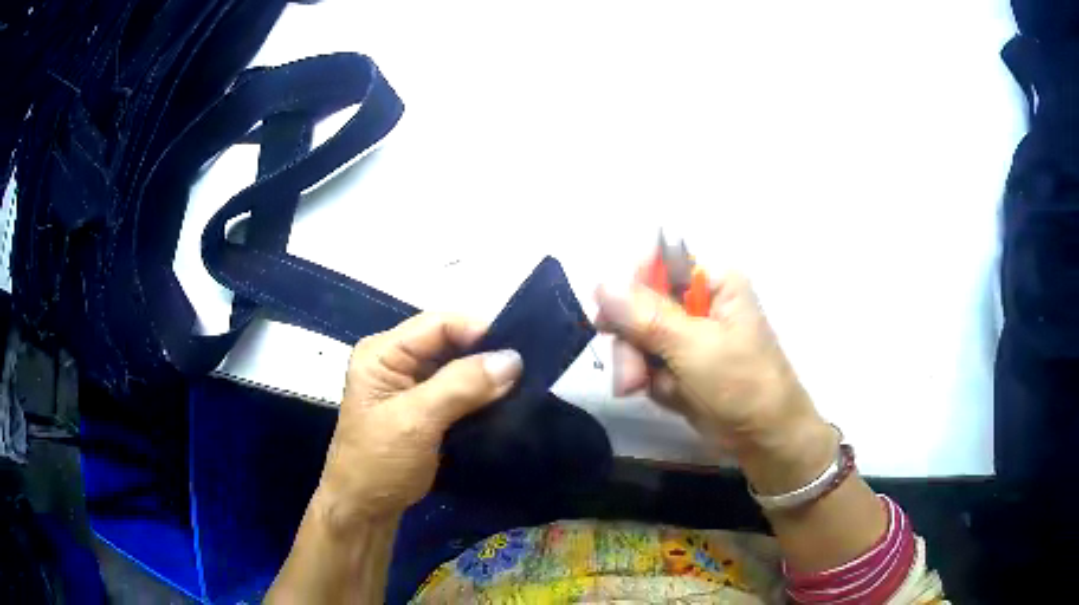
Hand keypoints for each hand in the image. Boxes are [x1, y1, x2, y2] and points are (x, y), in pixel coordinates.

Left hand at [314, 313, 522, 532]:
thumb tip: (513, 359)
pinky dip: (482, 394)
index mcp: (382, 353)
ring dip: (488, 375)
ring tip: (525, 382)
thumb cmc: (380, 462)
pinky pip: (460, 390)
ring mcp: (411, 385)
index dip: (478, 330)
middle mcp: (396, 360)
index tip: (518, 350)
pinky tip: (507, 400)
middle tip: (528, 367)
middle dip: (486, 353)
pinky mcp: (426, 407)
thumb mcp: (416, 421)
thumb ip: (461, 386)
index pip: (437, 324)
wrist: (366, 509)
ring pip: (458, 366)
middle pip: (449, 342)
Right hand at [596, 272, 834, 491]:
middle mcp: (698, 301)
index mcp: (713, 281)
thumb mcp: (694, 347)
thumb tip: (600, 283)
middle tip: (630, 377)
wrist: (764, 438)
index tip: (610, 320)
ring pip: (637, 336)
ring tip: (644, 391)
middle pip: (639, 304)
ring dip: (636, 366)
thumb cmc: (742, 383)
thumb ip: (646, 316)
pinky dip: (650, 381)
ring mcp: (688, 334)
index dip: (630, 287)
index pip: (658, 262)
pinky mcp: (680, 363)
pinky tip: (669, 396)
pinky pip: (646, 362)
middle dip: (631, 342)